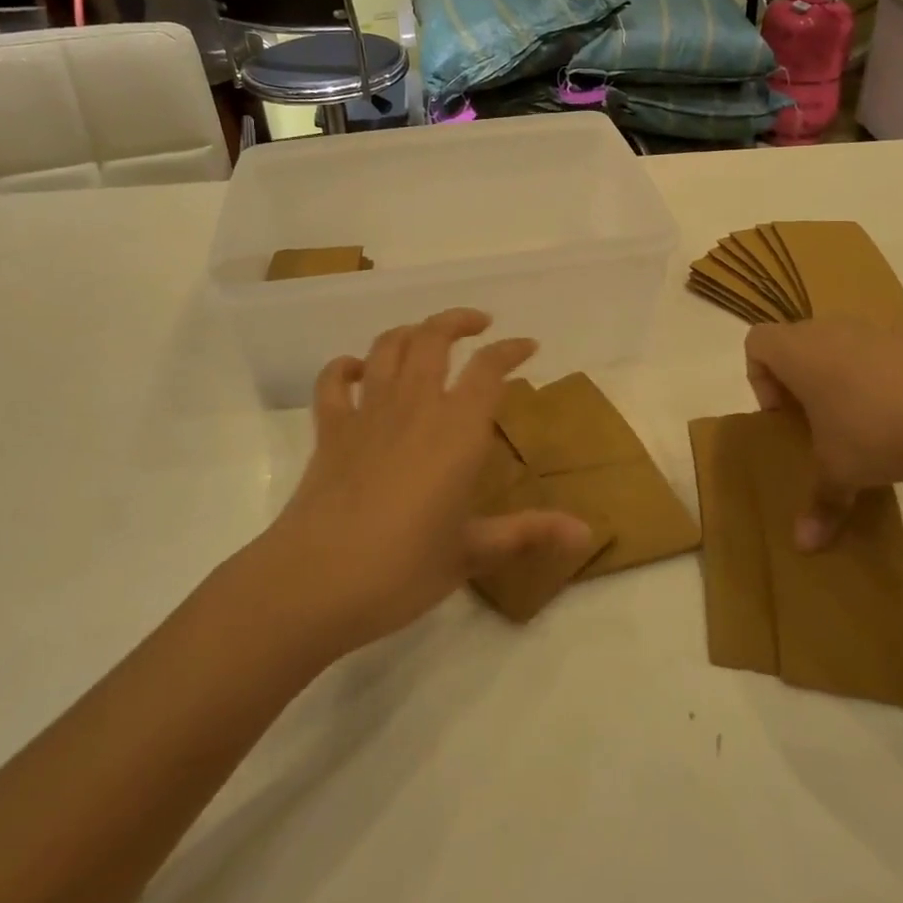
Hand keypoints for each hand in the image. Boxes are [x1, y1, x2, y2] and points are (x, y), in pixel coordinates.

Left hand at [269, 309, 590, 649]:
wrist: (317, 581)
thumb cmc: (403, 568)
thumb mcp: (472, 552)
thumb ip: (527, 532)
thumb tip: (586, 531)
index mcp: (457, 429)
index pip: (489, 368)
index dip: (511, 350)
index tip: (527, 346)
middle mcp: (415, 405)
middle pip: (434, 337)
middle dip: (459, 321)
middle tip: (479, 324)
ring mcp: (367, 412)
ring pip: (387, 347)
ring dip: (410, 332)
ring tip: (426, 337)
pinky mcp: (330, 429)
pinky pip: (334, 380)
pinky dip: (345, 366)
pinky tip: (357, 370)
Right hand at [744, 318, 902, 549]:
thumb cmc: (874, 430)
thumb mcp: (840, 471)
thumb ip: (820, 502)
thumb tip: (803, 546)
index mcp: (799, 352)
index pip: (757, 343)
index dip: (760, 379)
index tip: (784, 416)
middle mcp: (831, 331)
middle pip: (798, 343)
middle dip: (800, 382)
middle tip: (816, 423)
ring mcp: (877, 332)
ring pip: (842, 347)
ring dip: (841, 380)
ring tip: (861, 424)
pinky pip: (882, 356)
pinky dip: (881, 381)